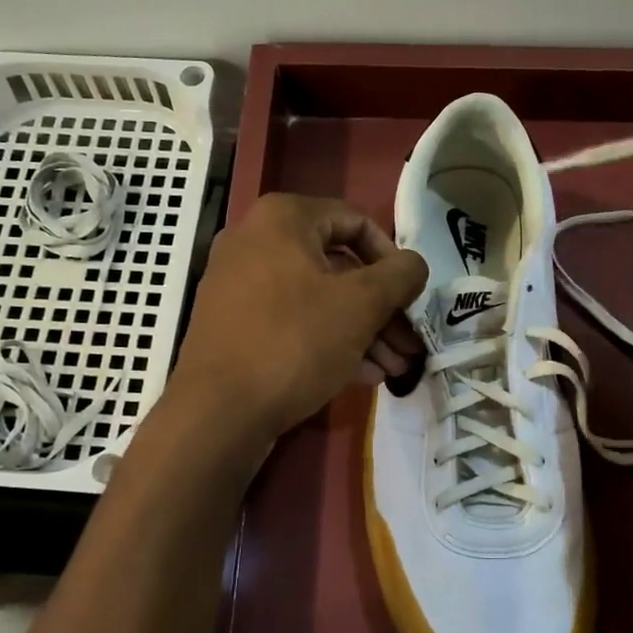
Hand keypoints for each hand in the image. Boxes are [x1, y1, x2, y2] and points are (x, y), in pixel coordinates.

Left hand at [170, 193, 427, 442]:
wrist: (218, 412)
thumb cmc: (295, 342)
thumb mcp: (362, 304)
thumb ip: (400, 275)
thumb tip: (415, 264)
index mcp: (282, 219)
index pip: (356, 222)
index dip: (392, 259)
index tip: (410, 296)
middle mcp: (255, 241)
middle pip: (338, 266)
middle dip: (381, 308)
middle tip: (409, 342)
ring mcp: (239, 285)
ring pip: (318, 299)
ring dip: (362, 331)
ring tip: (395, 368)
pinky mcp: (234, 325)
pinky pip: (292, 322)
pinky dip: (329, 341)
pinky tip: (363, 375)